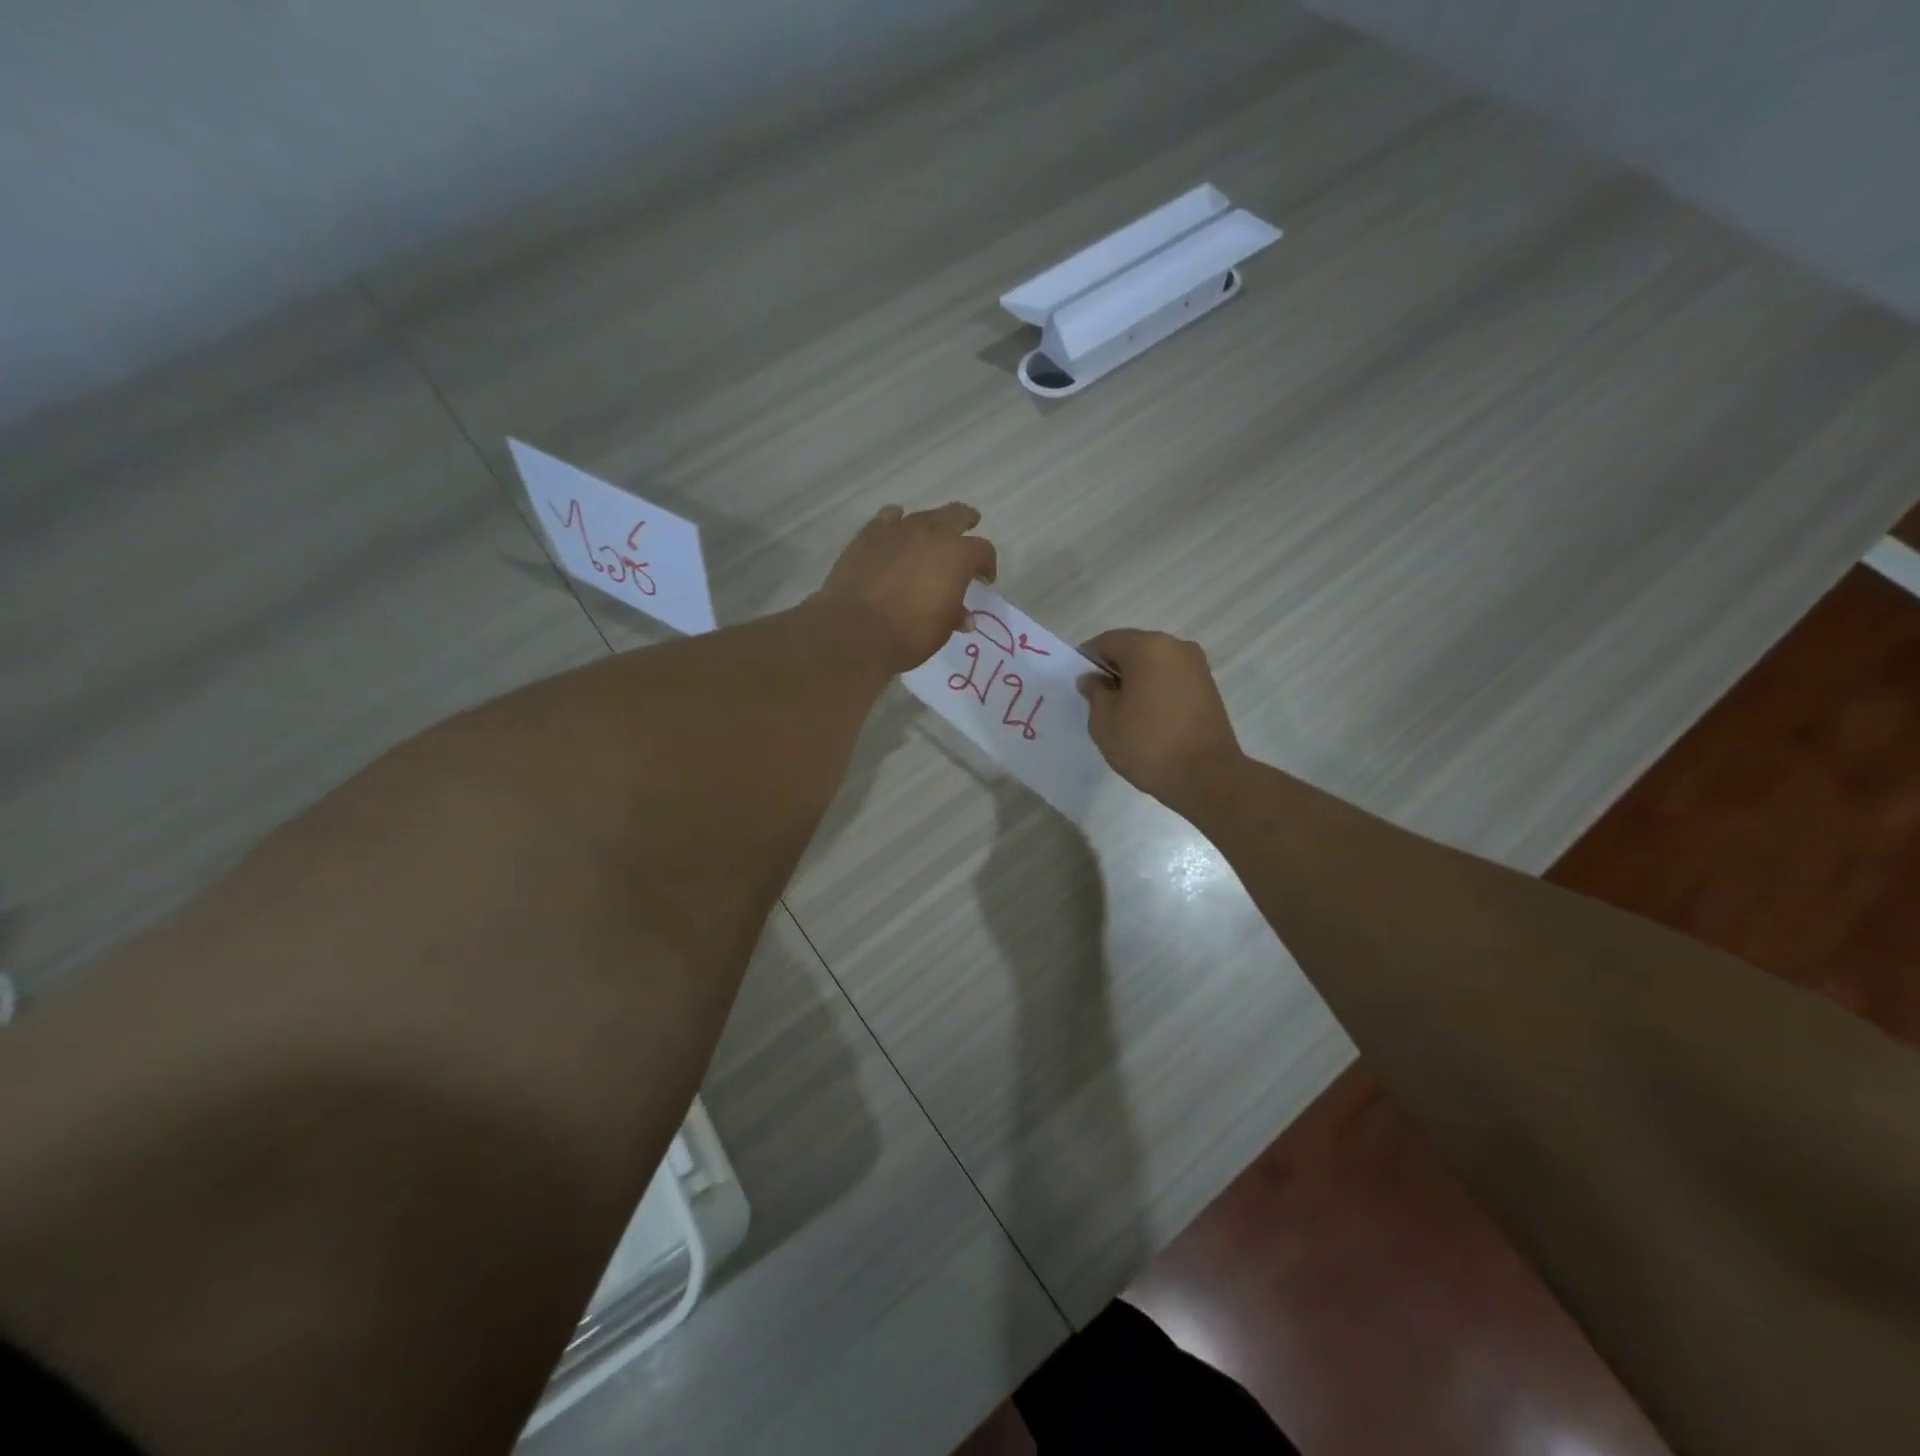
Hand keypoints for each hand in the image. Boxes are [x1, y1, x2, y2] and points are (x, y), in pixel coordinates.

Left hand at [815, 503, 997, 673]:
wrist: (856, 630)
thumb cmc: (909, 634)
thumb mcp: (941, 630)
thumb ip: (954, 615)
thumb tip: (962, 616)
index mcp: (958, 555)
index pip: (982, 550)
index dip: (987, 565)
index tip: (984, 580)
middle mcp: (931, 533)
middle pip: (956, 515)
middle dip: (966, 523)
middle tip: (968, 530)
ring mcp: (898, 530)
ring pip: (922, 516)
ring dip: (930, 525)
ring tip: (929, 538)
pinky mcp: (869, 535)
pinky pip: (888, 519)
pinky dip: (895, 523)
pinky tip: (895, 531)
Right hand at [1078, 629, 1242, 802]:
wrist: (1206, 776)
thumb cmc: (1147, 743)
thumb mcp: (1104, 720)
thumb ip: (1094, 692)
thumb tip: (1093, 679)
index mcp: (1147, 646)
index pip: (1106, 642)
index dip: (1087, 661)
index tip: (1080, 686)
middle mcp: (1176, 647)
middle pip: (1133, 650)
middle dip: (1113, 671)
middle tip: (1099, 702)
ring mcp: (1197, 667)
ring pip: (1153, 666)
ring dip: (1135, 683)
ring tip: (1124, 715)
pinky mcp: (1209, 688)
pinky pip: (1171, 681)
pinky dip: (1155, 692)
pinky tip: (1147, 719)